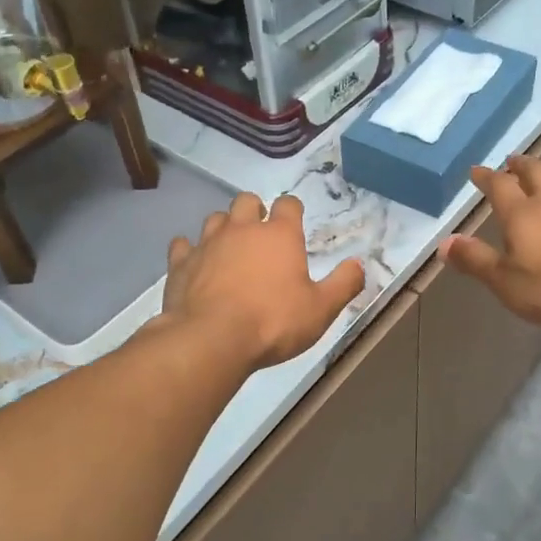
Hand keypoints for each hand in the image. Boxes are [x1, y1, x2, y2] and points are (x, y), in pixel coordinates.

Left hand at [163, 192, 365, 369]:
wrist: (212, 339)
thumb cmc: (273, 322)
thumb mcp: (321, 309)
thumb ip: (344, 284)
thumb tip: (359, 264)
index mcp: (279, 236)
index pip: (288, 204)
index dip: (292, 209)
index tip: (294, 220)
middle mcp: (242, 229)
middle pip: (246, 201)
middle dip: (255, 211)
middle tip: (260, 232)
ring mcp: (207, 243)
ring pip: (215, 218)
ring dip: (224, 227)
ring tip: (230, 247)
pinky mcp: (180, 264)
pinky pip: (182, 245)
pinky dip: (190, 250)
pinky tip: (194, 262)